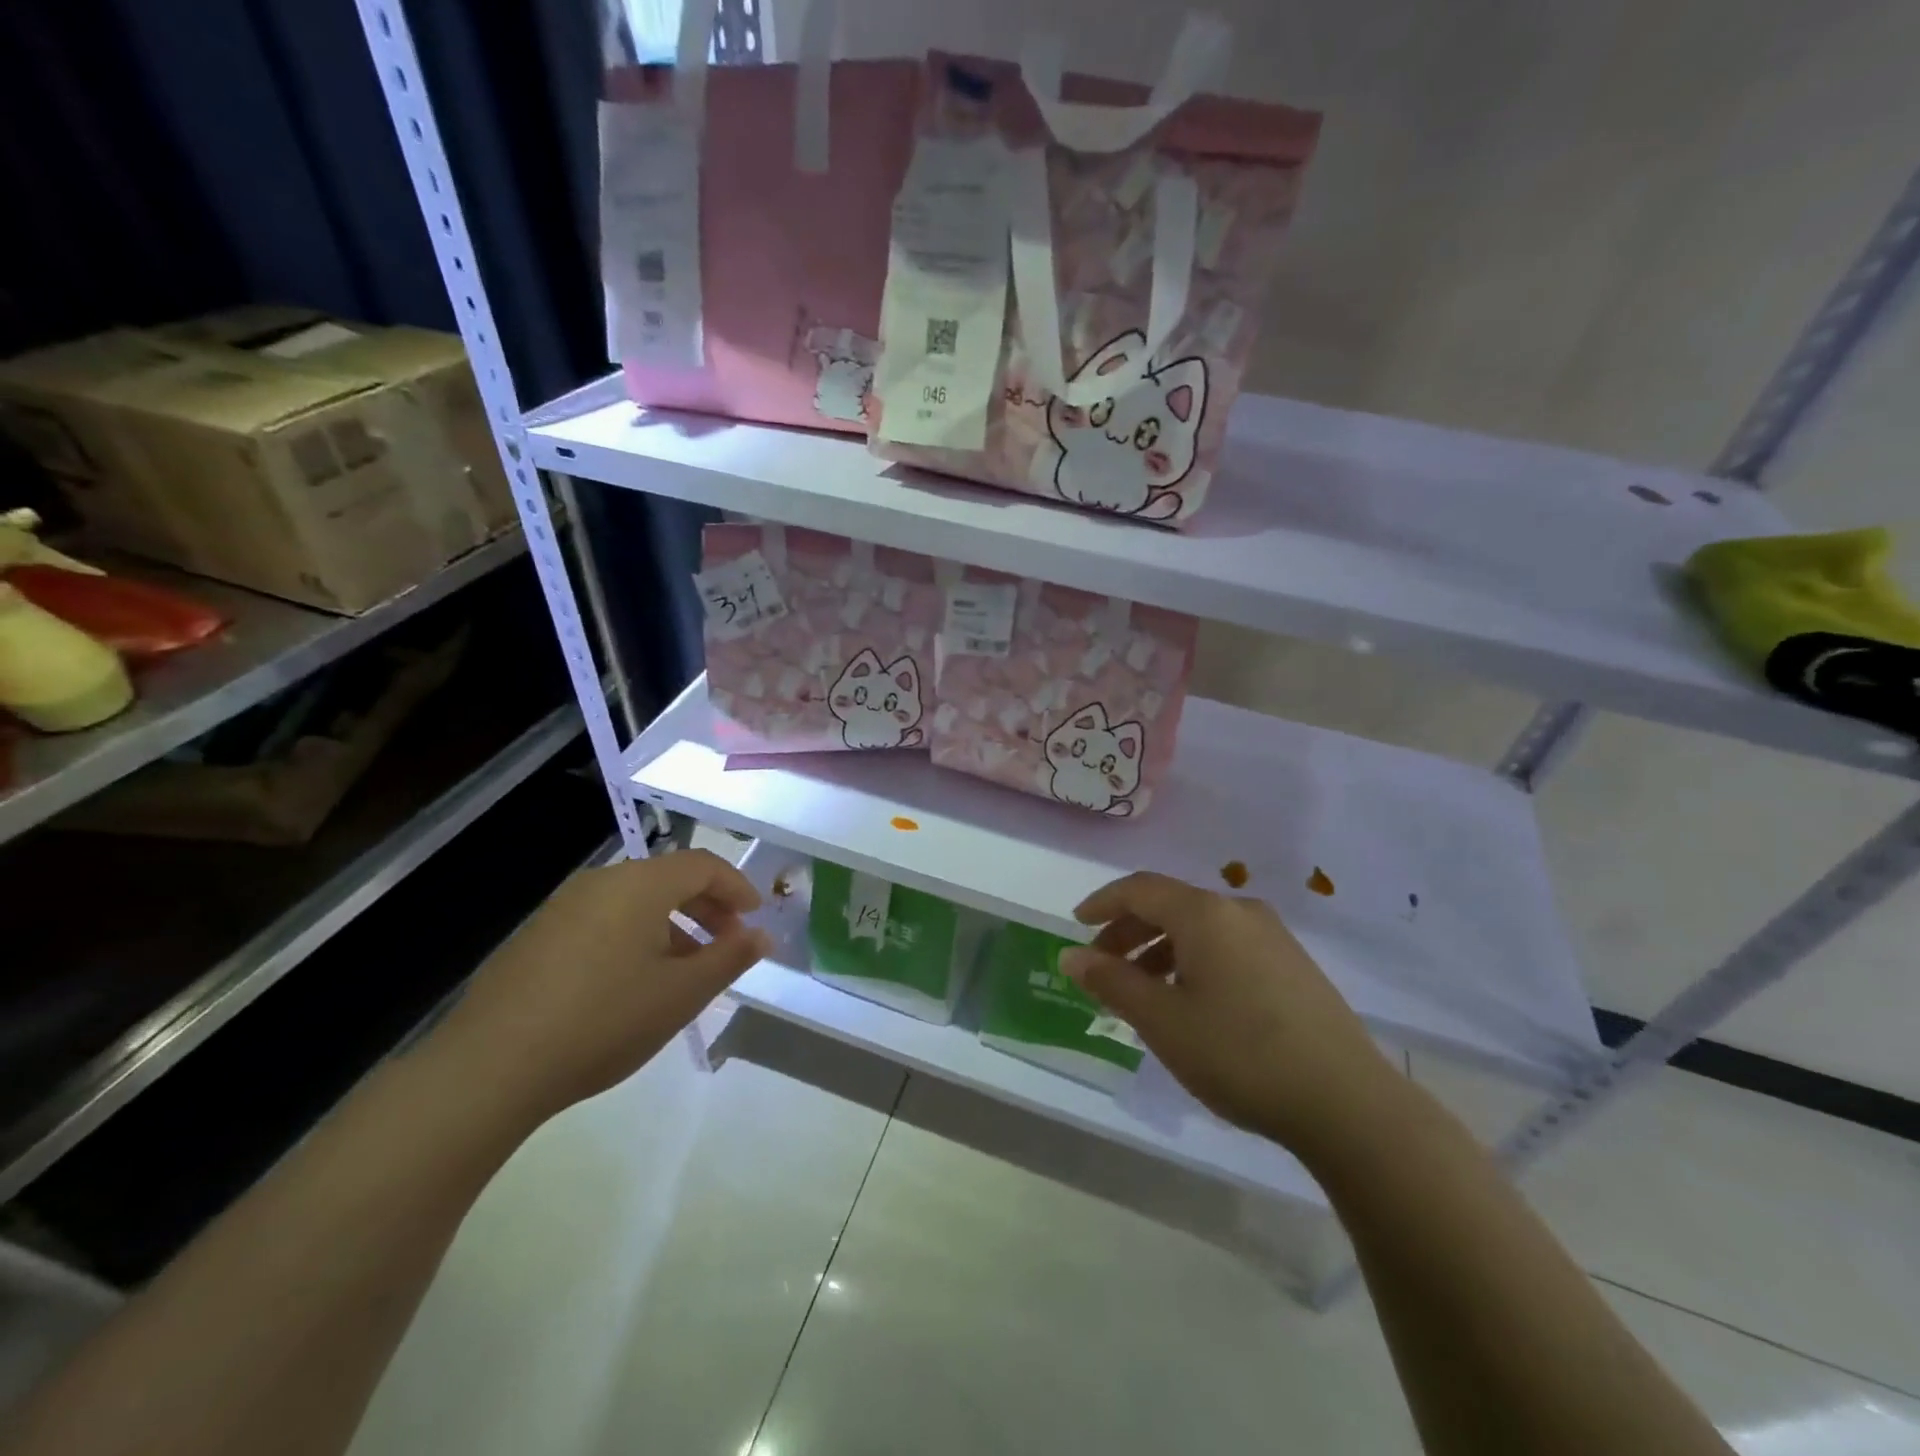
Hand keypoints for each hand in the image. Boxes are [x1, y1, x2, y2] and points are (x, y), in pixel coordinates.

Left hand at [432, 849, 769, 1125]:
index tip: (755, 919)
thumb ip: (730, 958)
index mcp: (640, 885)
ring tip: (684, 971)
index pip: (703, 865)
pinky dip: (634, 937)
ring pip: (634, 902)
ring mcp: (562, 907)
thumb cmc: (604, 1021)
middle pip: (668, 879)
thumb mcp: (682, 994)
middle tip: (727, 944)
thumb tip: (762, 935)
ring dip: (671, 925)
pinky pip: (602, 920)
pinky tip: (631, 984)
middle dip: (707, 907)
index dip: (737, 887)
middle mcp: (601, 883)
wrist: (491, 1067)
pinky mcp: (537, 936)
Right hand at [1063, 872, 1400, 1156]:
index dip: (1103, 903)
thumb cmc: (1240, 1054)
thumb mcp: (1162, 1020)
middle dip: (1129, 932)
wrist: (1348, 1103)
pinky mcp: (1294, 965)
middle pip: (1170, 906)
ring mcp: (1273, 937)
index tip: (1076, 924)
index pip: (1140, 889)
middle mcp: (1240, 912)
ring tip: (1142, 991)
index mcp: (1205, 914)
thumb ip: (1112, 982)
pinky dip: (1194, 962)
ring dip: (1161, 950)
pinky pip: (1227, 947)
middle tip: (1102, 966)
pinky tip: (1191, 1002)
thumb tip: (1071, 956)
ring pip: (1200, 929)